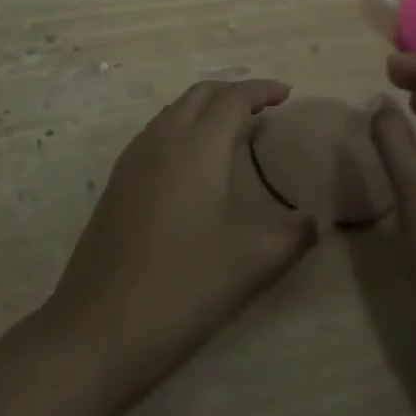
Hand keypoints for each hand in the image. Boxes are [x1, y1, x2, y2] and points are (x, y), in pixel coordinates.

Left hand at [45, 78, 315, 399]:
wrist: (99, 325)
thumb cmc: (182, 286)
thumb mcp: (249, 264)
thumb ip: (290, 237)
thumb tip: (315, 220)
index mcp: (198, 146)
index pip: (233, 98)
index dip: (261, 90)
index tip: (286, 93)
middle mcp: (164, 137)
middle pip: (201, 94)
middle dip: (232, 91)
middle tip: (262, 107)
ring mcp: (135, 156)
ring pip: (175, 110)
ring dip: (205, 108)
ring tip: (231, 129)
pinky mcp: (118, 179)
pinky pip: (157, 132)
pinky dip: (182, 127)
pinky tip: (192, 161)